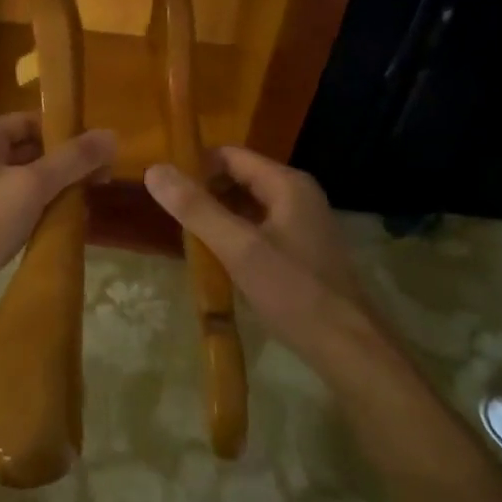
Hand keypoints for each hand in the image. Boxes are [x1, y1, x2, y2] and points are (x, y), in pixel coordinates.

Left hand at [0, 114, 117, 292]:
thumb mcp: (33, 186)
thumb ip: (73, 160)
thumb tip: (111, 135)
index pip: (33, 121)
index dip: (67, 134)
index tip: (97, 154)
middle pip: (28, 147)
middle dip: (63, 163)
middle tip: (98, 180)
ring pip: (21, 174)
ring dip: (51, 185)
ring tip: (82, 202)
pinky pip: (10, 196)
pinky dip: (33, 203)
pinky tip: (56, 219)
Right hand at [144, 147, 364, 357]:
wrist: (347, 346)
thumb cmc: (293, 291)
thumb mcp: (238, 248)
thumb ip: (196, 208)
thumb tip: (154, 170)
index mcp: (287, 184)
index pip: (230, 155)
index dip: (195, 166)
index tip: (165, 189)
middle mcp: (297, 195)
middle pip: (239, 177)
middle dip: (204, 192)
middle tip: (173, 217)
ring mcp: (301, 222)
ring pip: (247, 204)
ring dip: (217, 215)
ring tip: (187, 237)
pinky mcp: (300, 248)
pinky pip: (258, 227)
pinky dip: (234, 234)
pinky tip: (216, 257)